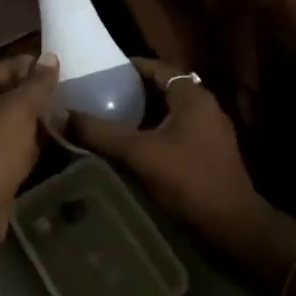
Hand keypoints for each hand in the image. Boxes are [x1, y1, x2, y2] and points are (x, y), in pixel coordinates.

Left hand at [0, 52, 59, 270]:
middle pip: (12, 95)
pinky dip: (36, 147)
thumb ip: (37, 84)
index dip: (35, 66)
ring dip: (40, 123)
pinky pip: (18, 149)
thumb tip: (50, 56)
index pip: (8, 67)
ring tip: (73, 120)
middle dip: (40, 96)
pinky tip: (60, 146)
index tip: (66, 71)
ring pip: (17, 124)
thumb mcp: (18, 110)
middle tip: (75, 97)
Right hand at [69, 57, 273, 259]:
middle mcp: (206, 107)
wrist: (234, 228)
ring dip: (145, 113)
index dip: (130, 67)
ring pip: (171, 112)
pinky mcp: (212, 154)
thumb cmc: (188, 180)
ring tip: (112, 118)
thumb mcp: (138, 153)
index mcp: (193, 96)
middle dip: (134, 91)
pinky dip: (156, 132)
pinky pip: (178, 131)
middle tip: (102, 94)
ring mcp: (212, 132)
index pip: (158, 67)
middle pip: (164, 89)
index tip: (103, 70)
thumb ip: (100, 133)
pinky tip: (135, 146)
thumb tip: (61, 115)